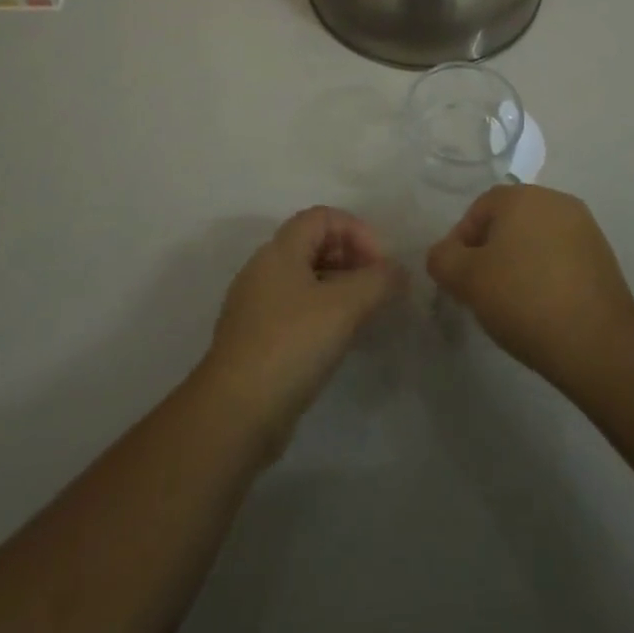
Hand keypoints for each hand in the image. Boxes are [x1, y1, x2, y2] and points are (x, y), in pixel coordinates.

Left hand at [199, 207, 405, 455]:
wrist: (235, 415)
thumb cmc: (291, 345)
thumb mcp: (344, 307)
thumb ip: (378, 281)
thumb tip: (398, 271)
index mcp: (280, 251)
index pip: (323, 216)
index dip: (357, 231)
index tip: (382, 264)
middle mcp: (264, 269)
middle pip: (314, 245)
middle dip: (352, 258)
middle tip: (379, 288)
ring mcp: (257, 306)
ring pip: (306, 280)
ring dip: (340, 288)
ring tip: (367, 314)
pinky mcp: (257, 340)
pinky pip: (297, 310)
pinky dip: (324, 314)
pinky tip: (341, 341)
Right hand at [426, 184, 633, 389]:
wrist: (598, 343)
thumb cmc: (524, 300)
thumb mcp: (467, 280)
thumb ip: (443, 259)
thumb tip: (444, 255)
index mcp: (522, 196)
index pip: (478, 209)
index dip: (460, 242)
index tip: (457, 279)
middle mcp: (555, 200)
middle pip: (508, 221)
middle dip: (489, 251)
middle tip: (480, 290)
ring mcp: (584, 227)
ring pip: (535, 239)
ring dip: (518, 263)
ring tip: (511, 303)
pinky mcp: (603, 257)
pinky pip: (560, 257)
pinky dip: (545, 275)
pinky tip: (541, 308)